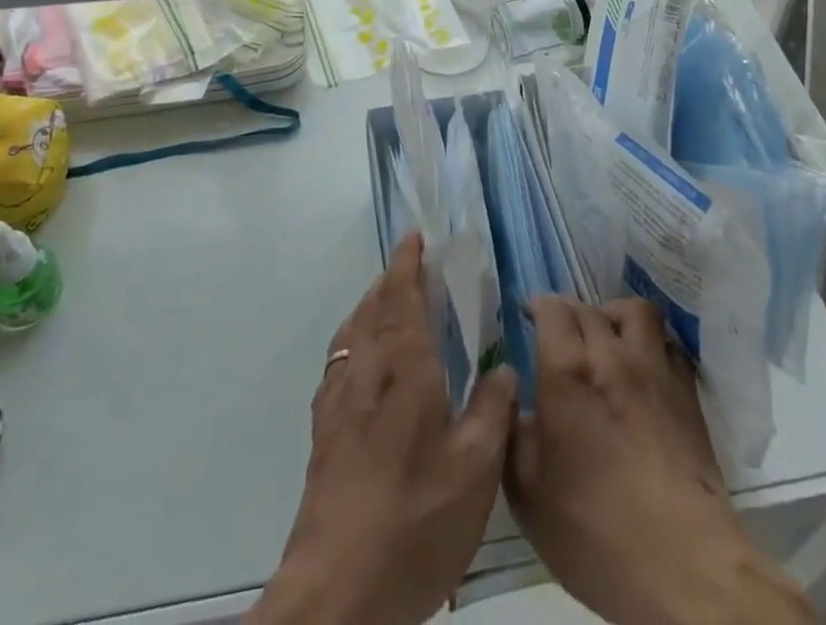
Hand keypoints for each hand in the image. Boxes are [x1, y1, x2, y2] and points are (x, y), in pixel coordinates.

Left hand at [248, 233, 516, 624]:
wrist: (338, 590)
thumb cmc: (415, 518)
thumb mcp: (475, 470)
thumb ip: (491, 410)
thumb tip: (502, 367)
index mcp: (403, 366)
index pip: (401, 295)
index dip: (408, 262)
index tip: (415, 236)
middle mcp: (365, 369)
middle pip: (373, 306)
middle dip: (391, 279)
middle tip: (412, 266)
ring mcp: (338, 399)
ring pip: (352, 331)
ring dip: (370, 305)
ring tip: (390, 304)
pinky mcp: (323, 431)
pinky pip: (339, 361)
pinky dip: (354, 340)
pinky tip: (366, 365)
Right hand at [507, 296, 813, 624]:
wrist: (684, 568)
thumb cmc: (595, 533)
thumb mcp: (528, 494)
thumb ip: (513, 435)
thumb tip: (513, 402)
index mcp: (568, 371)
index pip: (551, 309)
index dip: (536, 308)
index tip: (527, 319)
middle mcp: (612, 355)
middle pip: (587, 307)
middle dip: (568, 314)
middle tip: (559, 338)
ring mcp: (655, 370)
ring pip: (635, 311)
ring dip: (614, 316)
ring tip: (605, 340)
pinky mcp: (688, 393)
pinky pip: (667, 344)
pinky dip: (651, 344)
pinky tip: (643, 370)